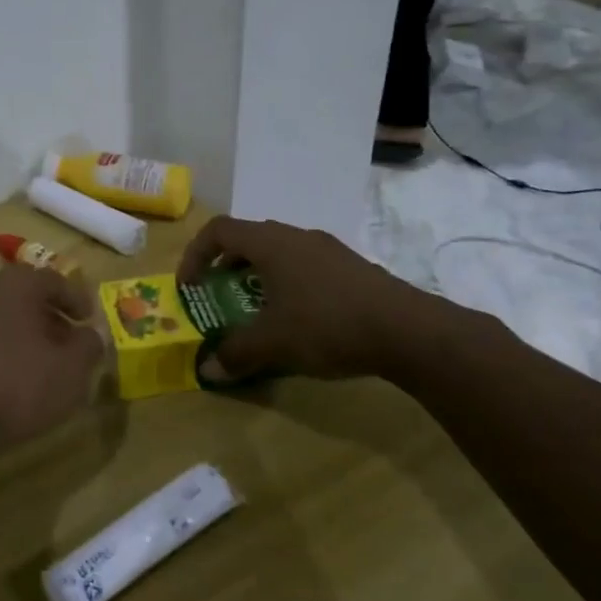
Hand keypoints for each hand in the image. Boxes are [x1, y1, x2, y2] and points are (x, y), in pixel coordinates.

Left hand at [0, 264, 105, 451]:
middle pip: (22, 297)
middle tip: (66, 341)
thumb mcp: (70, 370)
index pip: (52, 279)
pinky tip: (6, 380)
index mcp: (16, 286)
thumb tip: (93, 333)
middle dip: (47, 316)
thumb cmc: (18, 384)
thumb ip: (88, 347)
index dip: (75, 298)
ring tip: (39, 364)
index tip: (88, 319)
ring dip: (20, 335)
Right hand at [178, 217, 423, 381]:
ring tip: (257, 308)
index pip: (219, 230)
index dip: (195, 254)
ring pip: (279, 251)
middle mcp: (296, 237)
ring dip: (257, 274)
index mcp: (270, 244)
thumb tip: (206, 369)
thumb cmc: (328, 325)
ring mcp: (328, 249)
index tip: (190, 285)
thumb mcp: (274, 344)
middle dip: (225, 265)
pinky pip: (305, 264)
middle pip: (248, 238)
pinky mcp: (352, 267)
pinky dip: (287, 282)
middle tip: (219, 294)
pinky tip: (299, 317)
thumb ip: (235, 353)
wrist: (410, 331)